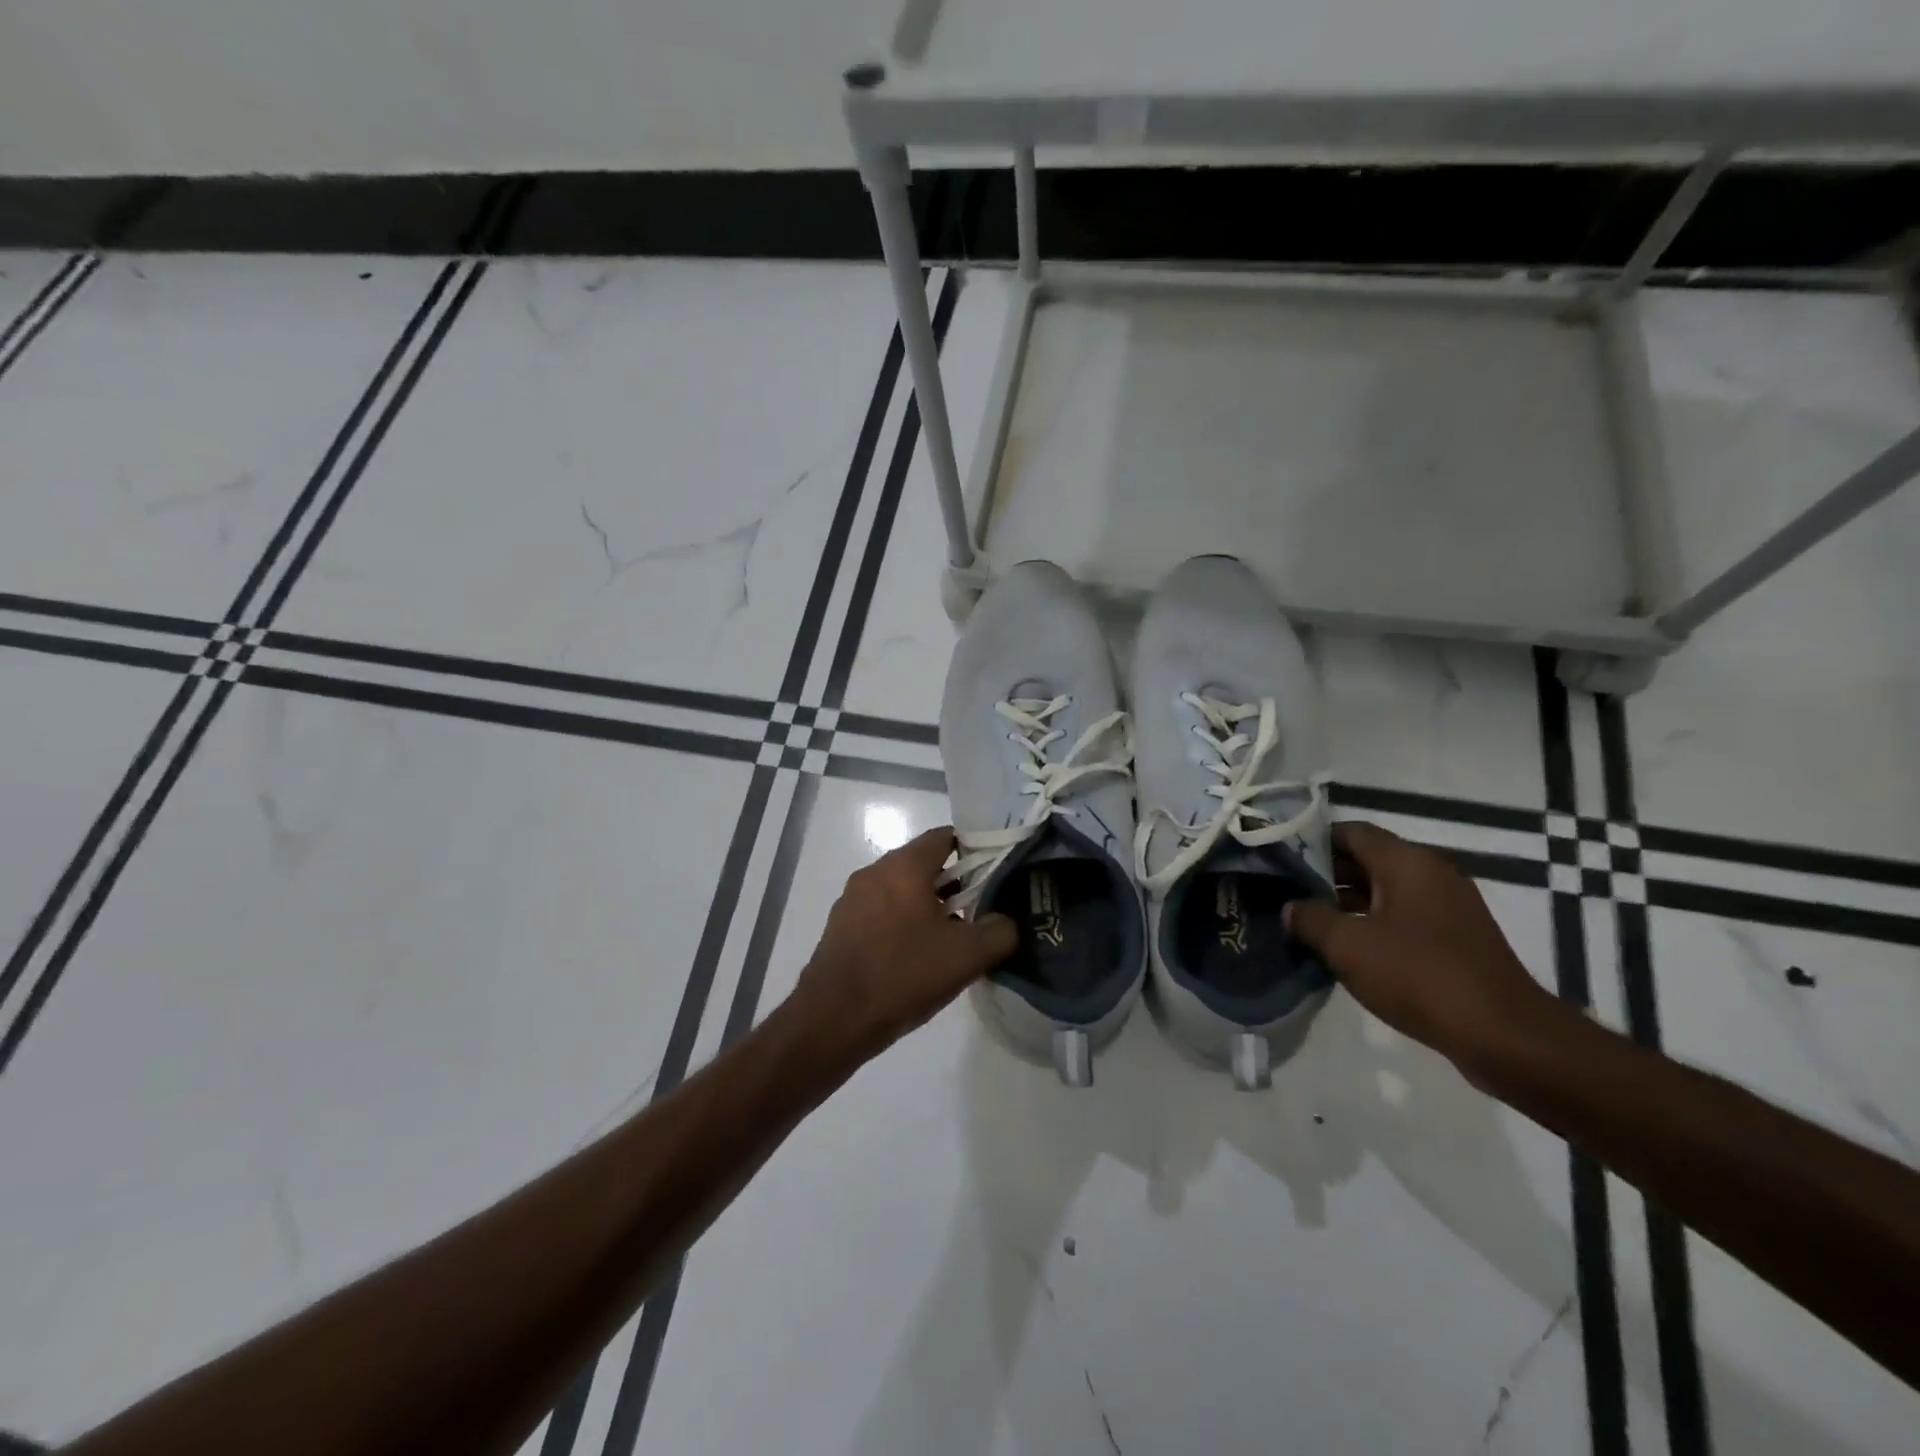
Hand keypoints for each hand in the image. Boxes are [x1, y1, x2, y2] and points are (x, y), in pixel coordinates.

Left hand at [791, 827, 1017, 1062]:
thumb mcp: (966, 956)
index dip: (976, 849)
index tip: (996, 873)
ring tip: (953, 939)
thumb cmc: (903, 975)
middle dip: (956, 884)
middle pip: (924, 864)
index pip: (946, 837)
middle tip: (981, 911)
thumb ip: (999, 932)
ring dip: (929, 907)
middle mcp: (875, 872)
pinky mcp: (841, 926)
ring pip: (903, 890)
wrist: (833, 1019)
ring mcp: (853, 899)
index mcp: (904, 866)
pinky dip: (904, 924)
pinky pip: (882, 913)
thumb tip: (1005, 922)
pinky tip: (918, 958)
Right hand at [1285, 821, 1565, 1073]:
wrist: (1505, 1036)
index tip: (1280, 860)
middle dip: (1325, 874)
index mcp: (1407, 862)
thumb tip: (1292, 908)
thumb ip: (1310, 919)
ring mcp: (1448, 906)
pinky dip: (1372, 924)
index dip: (1312, 841)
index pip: (1351, 832)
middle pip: (1367, 860)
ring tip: (1307, 922)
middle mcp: (1431, 873)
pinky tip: (1347, 949)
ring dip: (1346, 903)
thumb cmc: (1419, 976)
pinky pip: (1403, 917)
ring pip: (1384, 891)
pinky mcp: (1456, 938)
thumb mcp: (1348, 946)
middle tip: (1286, 892)